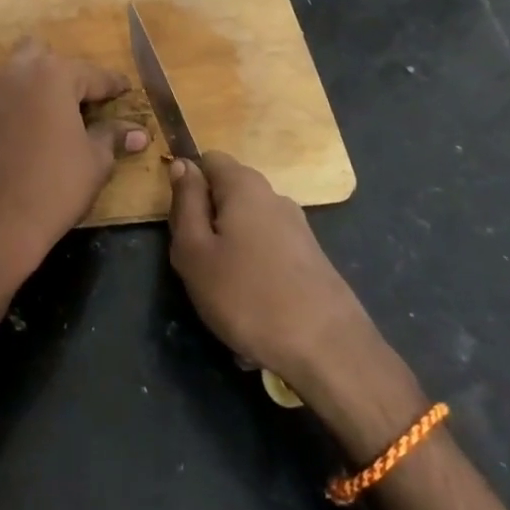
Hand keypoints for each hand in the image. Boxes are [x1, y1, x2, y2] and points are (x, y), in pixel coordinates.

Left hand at [0, 38, 148, 287]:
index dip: (115, 86)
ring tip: (68, 112)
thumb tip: (139, 132)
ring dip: (45, 83)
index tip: (128, 90)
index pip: (94, 75)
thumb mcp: (95, 160)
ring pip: (24, 71)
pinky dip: (28, 101)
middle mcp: (21, 74)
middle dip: (70, 73)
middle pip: (48, 56)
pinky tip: (43, 127)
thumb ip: (114, 136)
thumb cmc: (56, 185)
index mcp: (54, 75)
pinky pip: (12, 95)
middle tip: (90, 99)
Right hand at [167, 152, 378, 385]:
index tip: (181, 224)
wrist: (328, 350)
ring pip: (246, 228)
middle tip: (197, 264)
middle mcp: (274, 196)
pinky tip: (253, 312)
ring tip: (224, 297)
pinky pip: (268, 255)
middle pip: (227, 195)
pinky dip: (255, 275)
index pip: (208, 160)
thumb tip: (183, 165)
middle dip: (208, 223)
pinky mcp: (311, 258)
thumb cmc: (247, 296)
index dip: (188, 185)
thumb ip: (185, 202)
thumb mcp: (194, 251)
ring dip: (230, 253)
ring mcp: (297, 227)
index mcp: (244, 185)